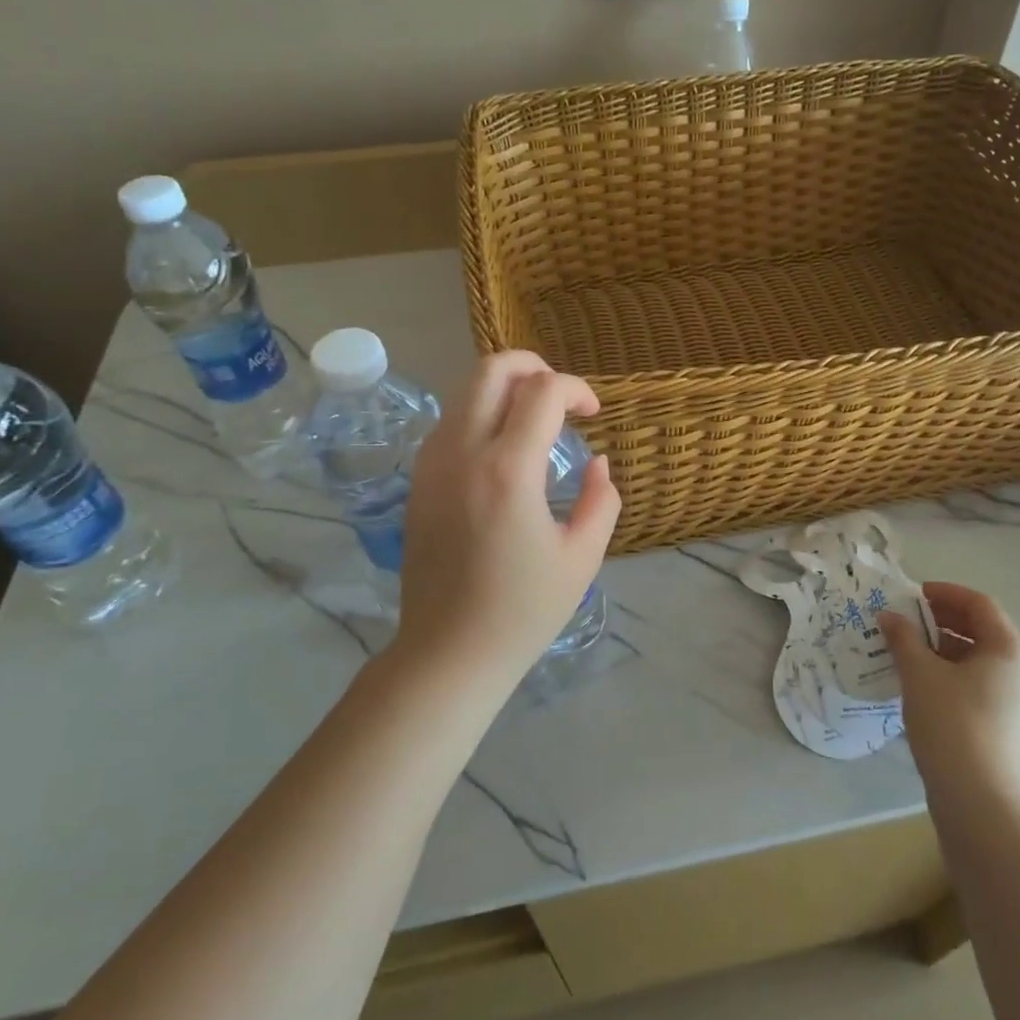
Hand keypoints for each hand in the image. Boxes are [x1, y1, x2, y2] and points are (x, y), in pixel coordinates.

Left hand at [395, 351, 620, 687]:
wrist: (447, 653)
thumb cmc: (523, 611)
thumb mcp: (582, 557)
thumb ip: (600, 499)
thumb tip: (596, 462)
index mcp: (509, 470)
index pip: (542, 391)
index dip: (576, 388)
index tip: (593, 414)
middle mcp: (463, 452)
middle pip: (491, 369)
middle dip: (532, 366)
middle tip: (561, 396)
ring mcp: (432, 464)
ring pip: (465, 391)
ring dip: (505, 390)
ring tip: (537, 422)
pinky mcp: (418, 480)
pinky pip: (451, 422)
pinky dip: (482, 415)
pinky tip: (505, 452)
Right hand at [878, 582, 1019, 804]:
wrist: (979, 800)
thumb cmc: (951, 723)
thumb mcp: (919, 673)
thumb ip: (903, 638)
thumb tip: (889, 616)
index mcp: (1010, 650)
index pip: (980, 604)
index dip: (945, 593)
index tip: (913, 596)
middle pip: (984, 630)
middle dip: (944, 621)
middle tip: (908, 621)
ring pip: (983, 660)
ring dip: (947, 648)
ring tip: (911, 652)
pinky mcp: (1014, 727)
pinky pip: (985, 685)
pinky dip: (957, 674)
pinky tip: (926, 685)